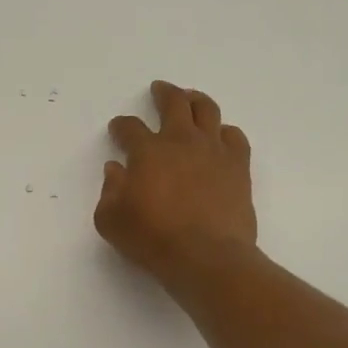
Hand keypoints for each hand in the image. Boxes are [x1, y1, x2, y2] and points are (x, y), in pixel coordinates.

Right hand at [96, 81, 257, 283]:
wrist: (207, 258)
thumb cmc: (153, 239)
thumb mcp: (111, 220)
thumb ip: (109, 191)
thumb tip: (115, 169)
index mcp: (147, 151)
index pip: (130, 128)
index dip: (121, 126)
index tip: (118, 129)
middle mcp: (181, 141)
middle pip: (173, 102)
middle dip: (163, 93)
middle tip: (159, 89)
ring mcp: (213, 151)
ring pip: (207, 110)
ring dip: (196, 100)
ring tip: (190, 99)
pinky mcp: (238, 167)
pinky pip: (234, 137)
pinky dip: (225, 132)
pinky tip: (220, 136)